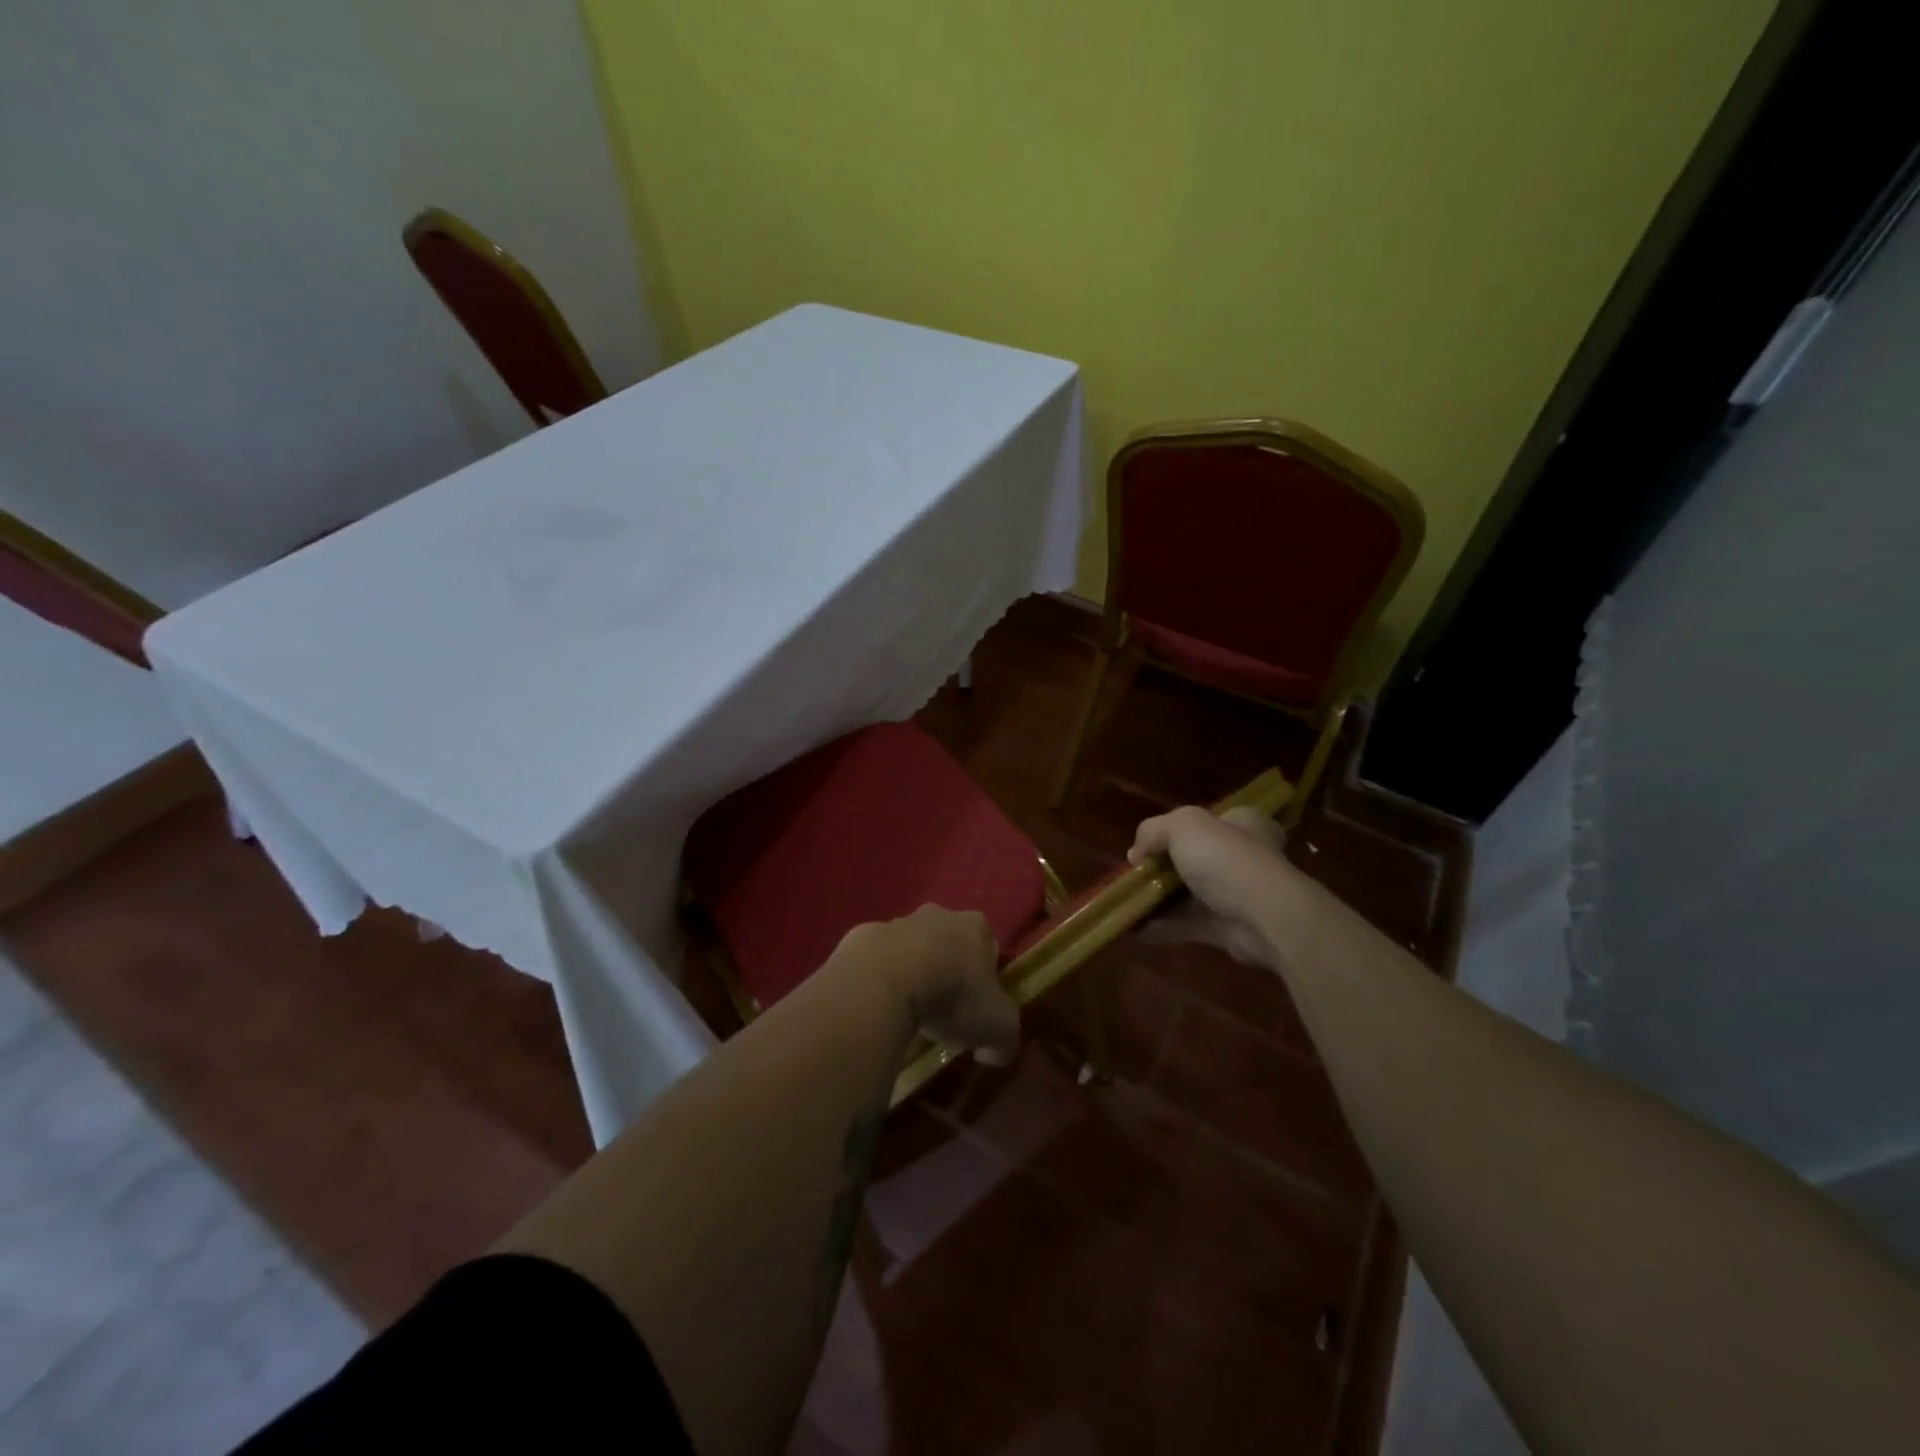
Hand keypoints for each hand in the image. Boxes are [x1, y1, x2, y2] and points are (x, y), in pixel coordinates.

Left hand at [840, 906, 1019, 1064]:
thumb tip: (994, 1052)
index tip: (978, 1006)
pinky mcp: (862, 936)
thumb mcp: (998, 1028)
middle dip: (946, 969)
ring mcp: (896, 922)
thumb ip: (1005, 1039)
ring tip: (906, 1011)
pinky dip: (878, 979)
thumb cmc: (952, 996)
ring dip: (911, 971)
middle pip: (948, 942)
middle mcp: (938, 915)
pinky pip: (876, 960)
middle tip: (943, 1008)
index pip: (988, 947)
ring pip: (910, 947)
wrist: (884, 982)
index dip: (985, 978)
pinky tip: (877, 1006)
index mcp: (975, 927)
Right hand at [1128, 806, 1300, 967]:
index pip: (1211, 819)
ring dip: (1160, 899)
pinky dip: (1163, 927)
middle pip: (1196, 858)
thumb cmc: (1226, 859)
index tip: (1152, 842)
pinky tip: (1134, 928)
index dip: (1179, 828)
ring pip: (1190, 894)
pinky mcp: (1227, 928)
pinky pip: (1188, 925)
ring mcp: (1236, 894)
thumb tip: (1136, 854)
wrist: (1265, 917)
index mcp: (1241, 824)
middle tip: (1135, 873)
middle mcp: (1242, 856)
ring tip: (1127, 902)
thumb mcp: (1183, 825)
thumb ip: (1153, 831)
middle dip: (1164, 867)